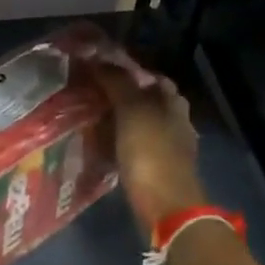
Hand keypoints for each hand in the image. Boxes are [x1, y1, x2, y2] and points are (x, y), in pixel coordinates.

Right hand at [92, 60, 204, 232]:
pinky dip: (120, 144)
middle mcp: (176, 120)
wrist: (167, 206)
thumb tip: (97, 58)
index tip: (96, 73)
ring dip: (119, 122)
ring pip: (141, 126)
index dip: (125, 72)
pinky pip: (136, 148)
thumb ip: (117, 83)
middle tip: (88, 98)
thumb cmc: (151, 154)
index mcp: (172, 102)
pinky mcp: (158, 171)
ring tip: (89, 122)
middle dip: (120, 97)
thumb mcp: (132, 112)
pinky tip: (103, 149)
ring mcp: (169, 148)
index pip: (149, 76)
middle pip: (146, 101)